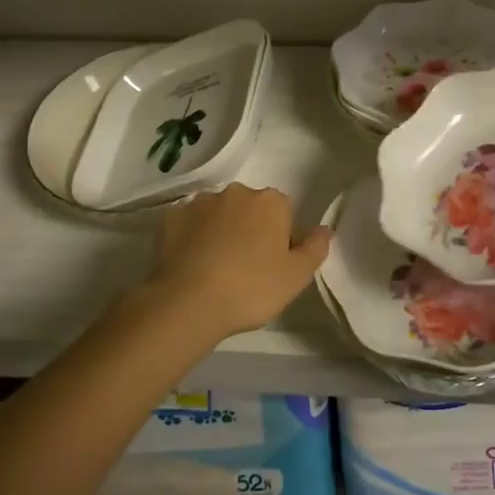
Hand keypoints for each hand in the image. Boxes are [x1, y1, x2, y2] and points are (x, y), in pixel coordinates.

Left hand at [148, 184, 331, 338]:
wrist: (188, 302)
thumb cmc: (251, 288)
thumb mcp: (297, 276)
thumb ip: (315, 248)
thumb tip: (323, 228)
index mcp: (270, 201)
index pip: (283, 211)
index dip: (280, 236)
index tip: (272, 263)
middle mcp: (236, 192)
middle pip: (250, 208)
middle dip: (249, 228)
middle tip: (245, 267)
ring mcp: (200, 202)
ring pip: (218, 213)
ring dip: (220, 230)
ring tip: (214, 268)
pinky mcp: (171, 217)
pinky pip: (189, 223)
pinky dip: (192, 237)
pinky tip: (190, 263)